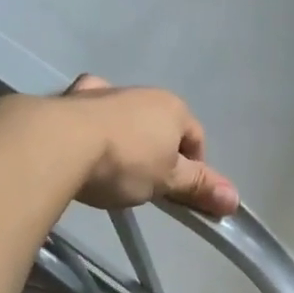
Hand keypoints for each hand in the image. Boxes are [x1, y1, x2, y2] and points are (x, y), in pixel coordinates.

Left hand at [59, 75, 239, 216]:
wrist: (58, 144)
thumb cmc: (125, 162)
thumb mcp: (167, 181)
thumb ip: (199, 187)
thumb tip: (235, 200)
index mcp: (172, 107)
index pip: (196, 138)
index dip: (195, 167)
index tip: (179, 193)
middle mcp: (141, 92)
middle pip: (161, 125)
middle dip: (159, 151)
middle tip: (147, 184)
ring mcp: (103, 92)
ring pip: (125, 114)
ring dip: (126, 135)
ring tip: (114, 167)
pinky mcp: (70, 99)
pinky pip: (90, 111)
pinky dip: (92, 124)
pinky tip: (83, 142)